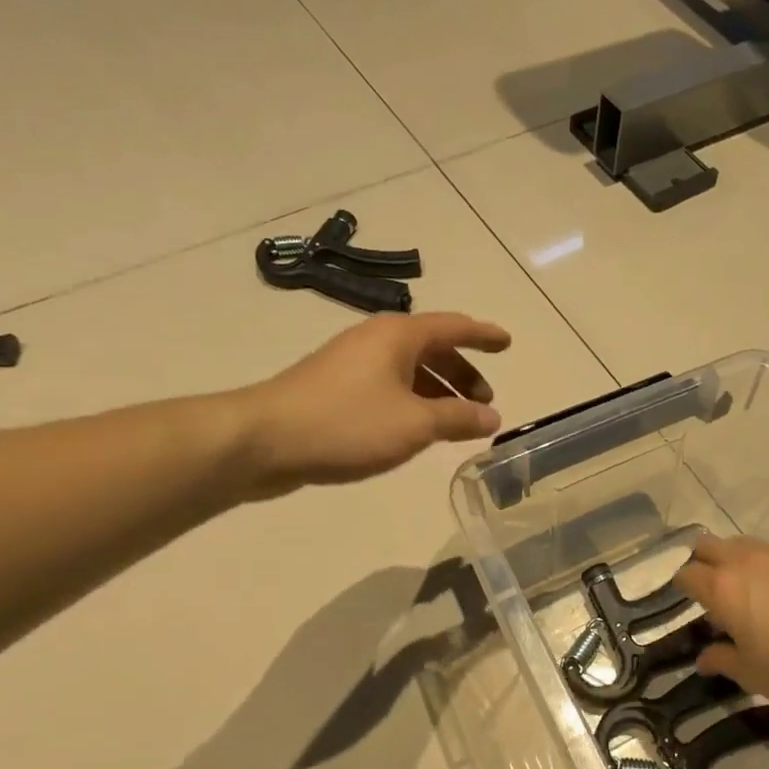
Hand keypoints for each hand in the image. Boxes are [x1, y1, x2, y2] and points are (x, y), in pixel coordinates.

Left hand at [231, 312, 510, 497]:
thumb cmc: (346, 423)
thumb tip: (492, 417)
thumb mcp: (415, 423)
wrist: (262, 441)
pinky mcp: (334, 390)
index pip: (453, 327)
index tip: (507, 342)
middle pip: (432, 349)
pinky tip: (416, 430)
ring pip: (409, 371)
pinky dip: (412, 402)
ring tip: (456, 422)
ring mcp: (351, 365)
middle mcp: (376, 341)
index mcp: (398, 336)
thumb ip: (458, 418)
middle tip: (485, 401)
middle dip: (462, 373)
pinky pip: (388, 388)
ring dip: (438, 392)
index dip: (483, 335)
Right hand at [673, 536, 768, 714]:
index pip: (686, 574)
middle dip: (702, 562)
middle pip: (708, 545)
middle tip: (711, 591)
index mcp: (722, 588)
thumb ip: (722, 660)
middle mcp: (745, 561)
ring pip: (742, 544)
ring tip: (747, 590)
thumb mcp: (751, 673)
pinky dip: (766, 565)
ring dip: (734, 560)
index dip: (681, 586)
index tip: (686, 601)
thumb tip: (705, 658)